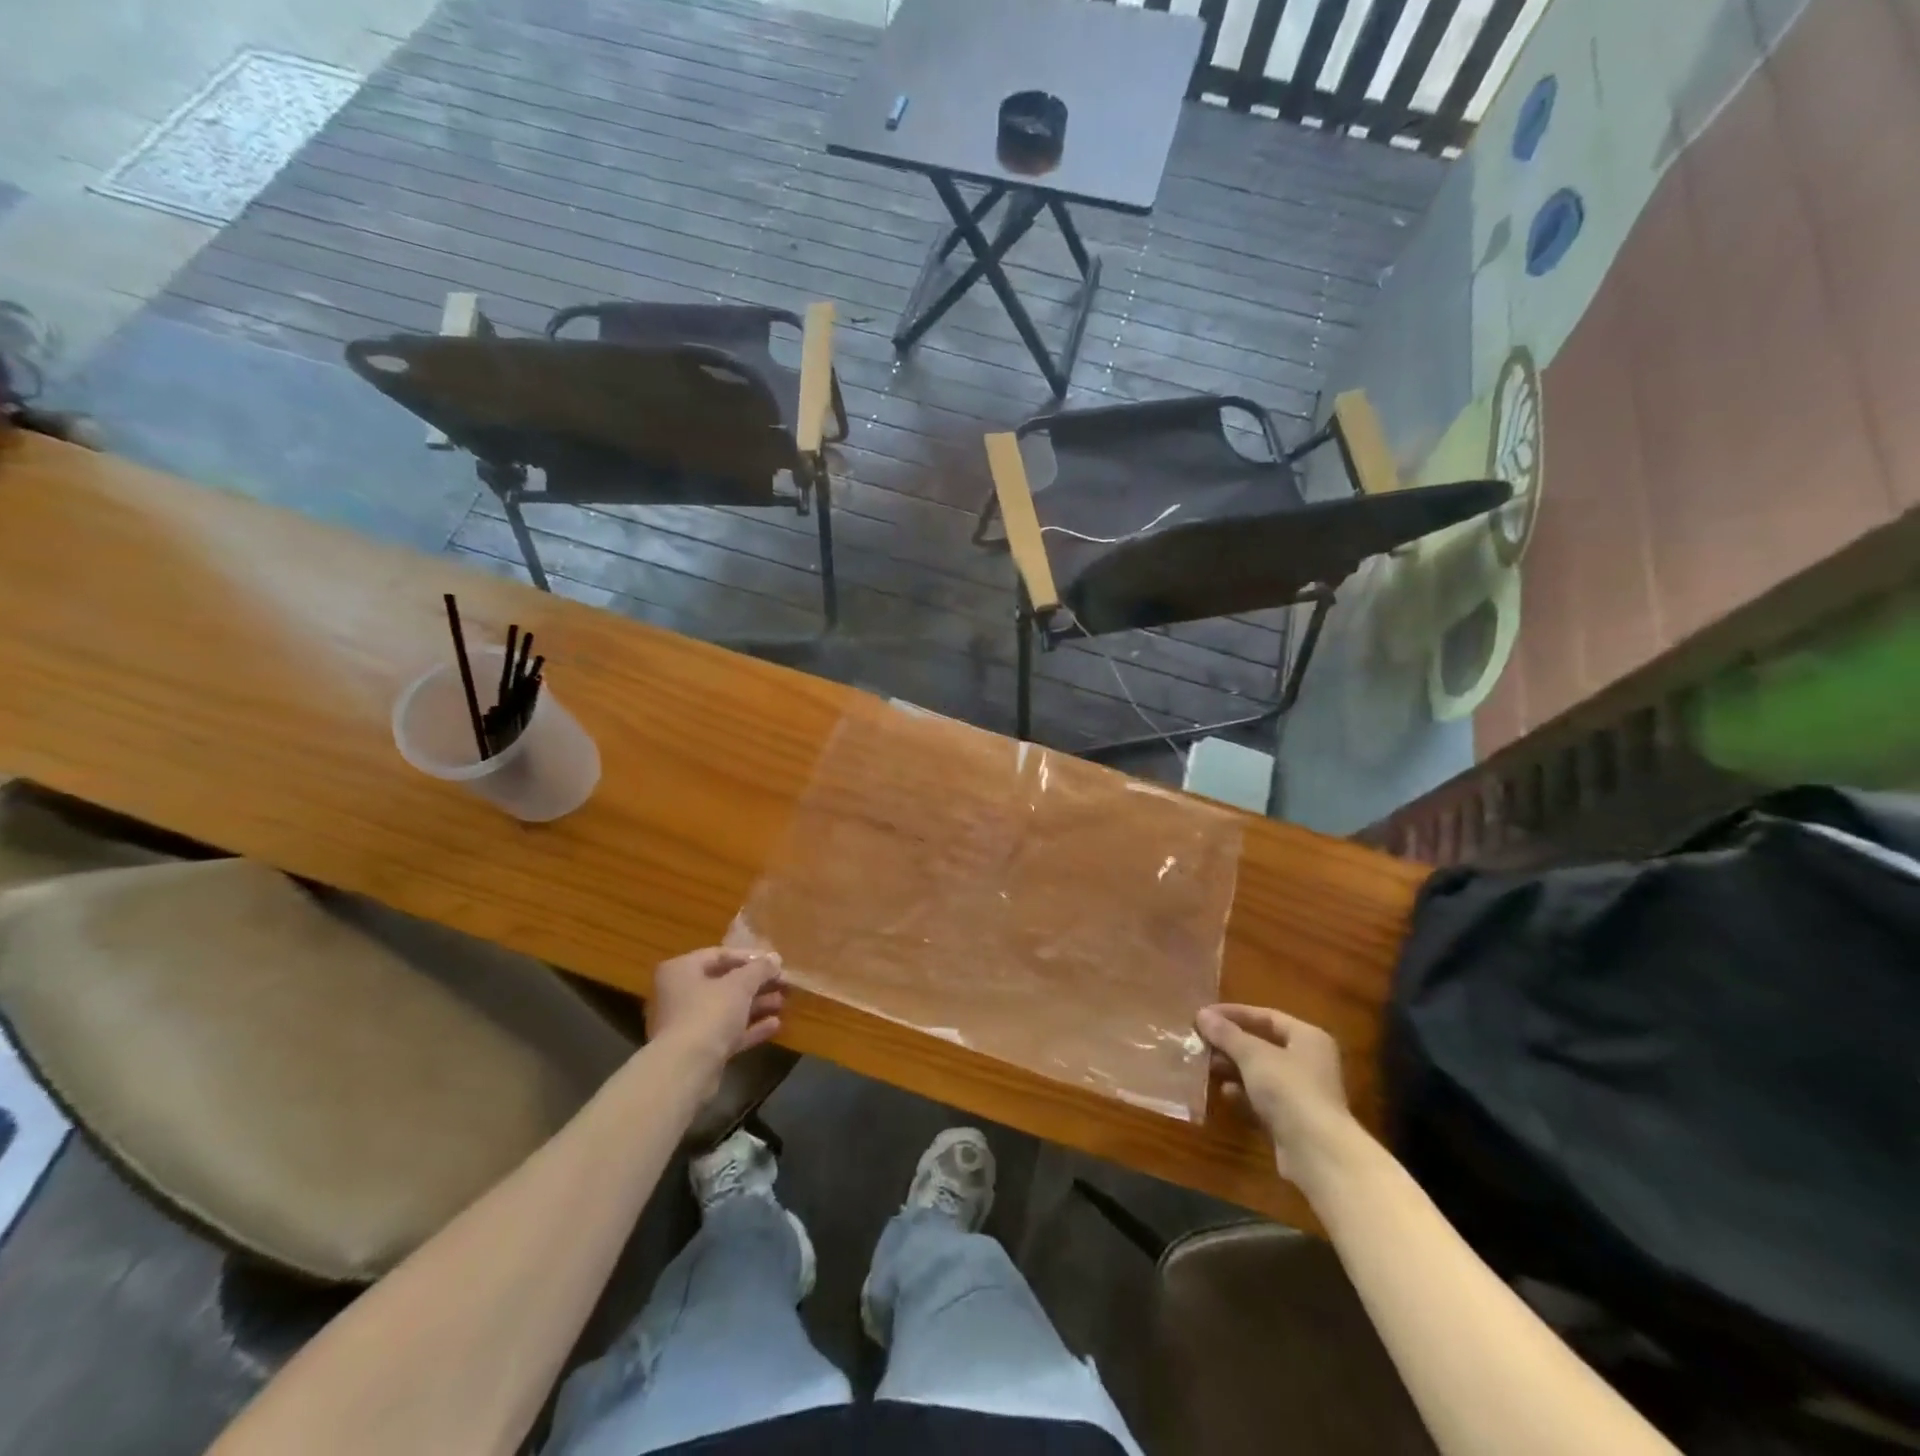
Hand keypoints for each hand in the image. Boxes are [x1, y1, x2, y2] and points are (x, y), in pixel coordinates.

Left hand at [648, 948, 786, 1074]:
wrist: (686, 1069)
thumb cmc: (709, 1013)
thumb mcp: (740, 984)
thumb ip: (759, 969)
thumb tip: (775, 958)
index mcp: (681, 970)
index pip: (719, 955)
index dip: (750, 957)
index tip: (774, 962)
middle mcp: (679, 994)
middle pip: (724, 983)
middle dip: (756, 983)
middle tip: (783, 983)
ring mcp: (687, 1024)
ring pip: (727, 1009)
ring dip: (756, 1005)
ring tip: (783, 1002)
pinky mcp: (698, 1050)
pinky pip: (727, 1033)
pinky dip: (749, 1028)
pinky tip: (775, 1025)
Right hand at [1196, 1004, 1357, 1188]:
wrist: (1317, 1153)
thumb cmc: (1289, 1089)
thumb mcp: (1253, 1055)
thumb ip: (1227, 1034)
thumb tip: (1202, 1014)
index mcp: (1308, 1038)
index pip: (1267, 1016)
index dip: (1234, 1013)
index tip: (1204, 1015)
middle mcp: (1309, 1062)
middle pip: (1263, 1044)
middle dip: (1231, 1043)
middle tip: (1200, 1040)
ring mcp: (1302, 1093)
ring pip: (1261, 1072)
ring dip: (1233, 1068)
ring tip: (1205, 1065)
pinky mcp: (1293, 1120)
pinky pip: (1262, 1099)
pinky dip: (1243, 1094)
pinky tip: (1224, 1093)